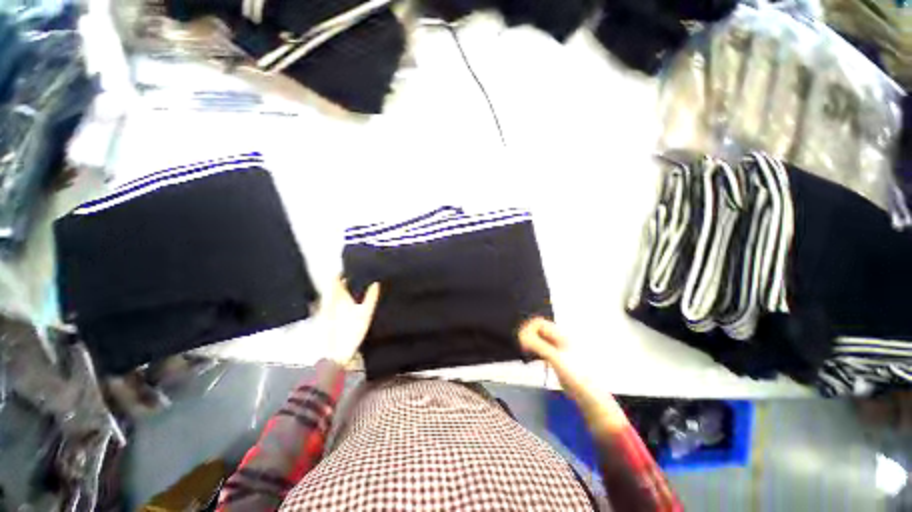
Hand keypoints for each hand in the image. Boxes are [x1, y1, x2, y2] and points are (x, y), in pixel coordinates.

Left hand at [322, 278, 380, 364]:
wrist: (335, 354)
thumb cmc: (351, 332)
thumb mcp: (366, 313)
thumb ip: (371, 297)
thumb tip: (375, 284)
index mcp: (338, 297)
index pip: (335, 279)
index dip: (341, 273)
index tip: (349, 270)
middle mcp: (328, 301)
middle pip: (331, 287)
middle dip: (340, 281)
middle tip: (351, 279)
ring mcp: (324, 311)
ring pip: (329, 295)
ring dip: (337, 291)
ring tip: (348, 290)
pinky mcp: (323, 319)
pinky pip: (327, 305)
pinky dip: (334, 301)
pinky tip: (342, 305)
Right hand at [519, 317, 625, 432]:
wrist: (589, 395)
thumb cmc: (575, 374)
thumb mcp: (555, 357)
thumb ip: (538, 345)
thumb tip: (522, 336)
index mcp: (561, 335)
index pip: (539, 323)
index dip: (528, 328)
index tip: (522, 339)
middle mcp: (559, 339)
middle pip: (539, 329)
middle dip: (528, 335)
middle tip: (522, 346)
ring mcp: (558, 350)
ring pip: (540, 339)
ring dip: (531, 343)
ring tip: (526, 351)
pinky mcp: (557, 360)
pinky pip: (542, 349)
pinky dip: (535, 351)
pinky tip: (533, 359)